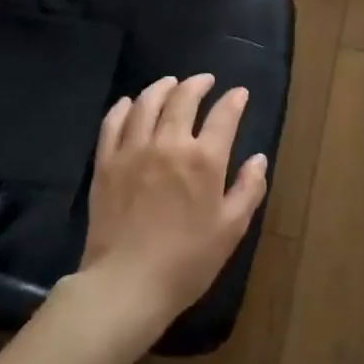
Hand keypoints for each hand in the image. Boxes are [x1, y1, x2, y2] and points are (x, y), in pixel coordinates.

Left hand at [64, 74, 267, 345]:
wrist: (127, 283)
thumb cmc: (188, 261)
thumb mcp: (231, 229)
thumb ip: (248, 189)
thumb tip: (258, 159)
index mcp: (204, 160)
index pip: (223, 116)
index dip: (234, 100)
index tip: (239, 93)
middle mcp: (168, 144)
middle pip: (182, 100)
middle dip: (197, 84)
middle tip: (205, 80)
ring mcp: (132, 151)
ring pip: (145, 104)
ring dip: (161, 88)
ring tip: (170, 83)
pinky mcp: (105, 164)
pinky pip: (112, 124)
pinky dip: (122, 108)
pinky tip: (128, 103)